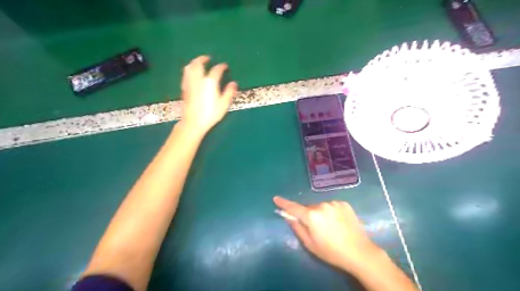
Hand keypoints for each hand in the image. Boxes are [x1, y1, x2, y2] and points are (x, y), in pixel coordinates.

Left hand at [180, 54, 238, 134]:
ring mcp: (190, 83)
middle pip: (198, 64)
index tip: (225, 66)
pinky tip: (191, 74)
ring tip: (198, 63)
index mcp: (210, 82)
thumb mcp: (223, 104)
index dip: (221, 67)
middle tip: (207, 58)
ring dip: (194, 62)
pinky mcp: (185, 88)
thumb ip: (229, 92)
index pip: (216, 70)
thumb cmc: (211, 113)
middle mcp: (198, 79)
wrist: (193, 122)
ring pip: (189, 67)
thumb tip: (234, 83)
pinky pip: (186, 75)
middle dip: (203, 59)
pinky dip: (189, 70)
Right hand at [273, 195, 382, 272]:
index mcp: (312, 216)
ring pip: (321, 207)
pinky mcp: (344, 204)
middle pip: (309, 208)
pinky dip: (331, 212)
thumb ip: (297, 228)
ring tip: (330, 227)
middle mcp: (322, 205)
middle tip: (315, 229)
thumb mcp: (310, 244)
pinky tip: (339, 222)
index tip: (276, 198)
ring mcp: (334, 203)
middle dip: (308, 215)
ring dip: (321, 213)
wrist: (360, 252)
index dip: (283, 203)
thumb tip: (289, 217)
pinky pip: (332, 206)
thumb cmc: (331, 252)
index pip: (293, 207)